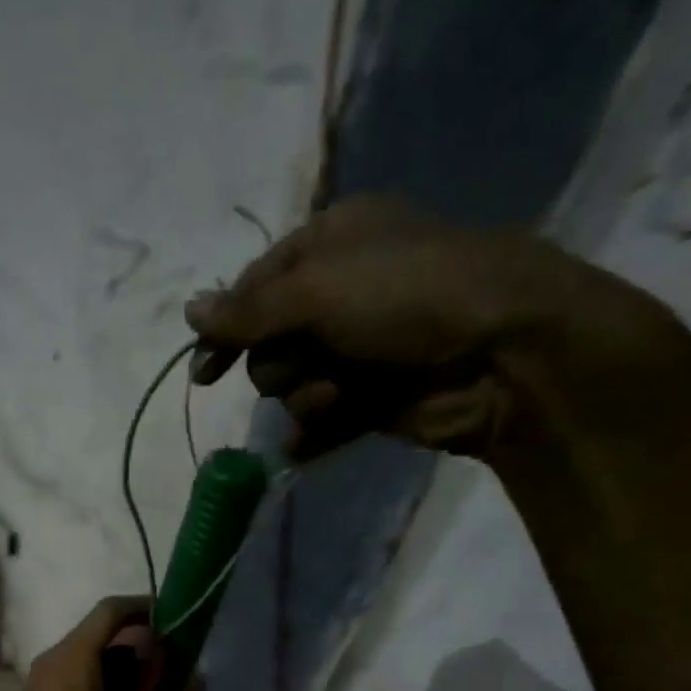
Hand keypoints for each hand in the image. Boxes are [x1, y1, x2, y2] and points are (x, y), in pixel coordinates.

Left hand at [0, 597, 199, 690]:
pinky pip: (79, 679)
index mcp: (74, 657)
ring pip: (92, 659)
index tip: (180, 621)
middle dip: (144, 647)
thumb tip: (197, 680)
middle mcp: (54, 660)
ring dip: (127, 671)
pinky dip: (108, 687)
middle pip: (104, 635)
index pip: (111, 610)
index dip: (147, 607)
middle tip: (178, 671)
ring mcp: (43, 682)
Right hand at [185, 196, 679, 461]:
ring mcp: (359, 349)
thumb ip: (247, 310)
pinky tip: (306, 446)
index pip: (255, 286)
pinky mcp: (373, 397)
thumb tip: (189, 312)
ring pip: (292, 384)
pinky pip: (321, 420)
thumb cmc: (407, 297)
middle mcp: (342, 293)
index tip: (204, 373)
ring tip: (338, 393)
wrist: (502, 353)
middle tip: (309, 361)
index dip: (226, 328)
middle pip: (270, 342)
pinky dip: (314, 433)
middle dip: (279, 361)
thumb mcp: (316, 289)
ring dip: (305, 394)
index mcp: (332, 244)